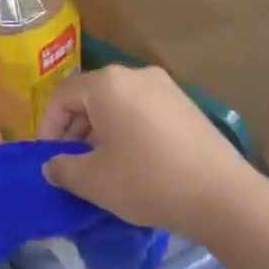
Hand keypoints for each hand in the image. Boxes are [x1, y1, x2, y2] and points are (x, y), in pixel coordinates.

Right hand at [38, 66, 254, 238]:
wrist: (220, 194)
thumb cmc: (146, 180)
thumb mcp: (93, 180)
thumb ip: (63, 168)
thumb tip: (51, 165)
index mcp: (107, 83)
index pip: (62, 95)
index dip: (48, 126)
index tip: (48, 157)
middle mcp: (135, 74)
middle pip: (91, 95)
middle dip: (76, 128)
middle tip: (73, 162)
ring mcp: (165, 86)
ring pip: (119, 103)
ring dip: (102, 129)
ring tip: (103, 165)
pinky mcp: (186, 104)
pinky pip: (144, 110)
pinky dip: (129, 129)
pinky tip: (134, 161)